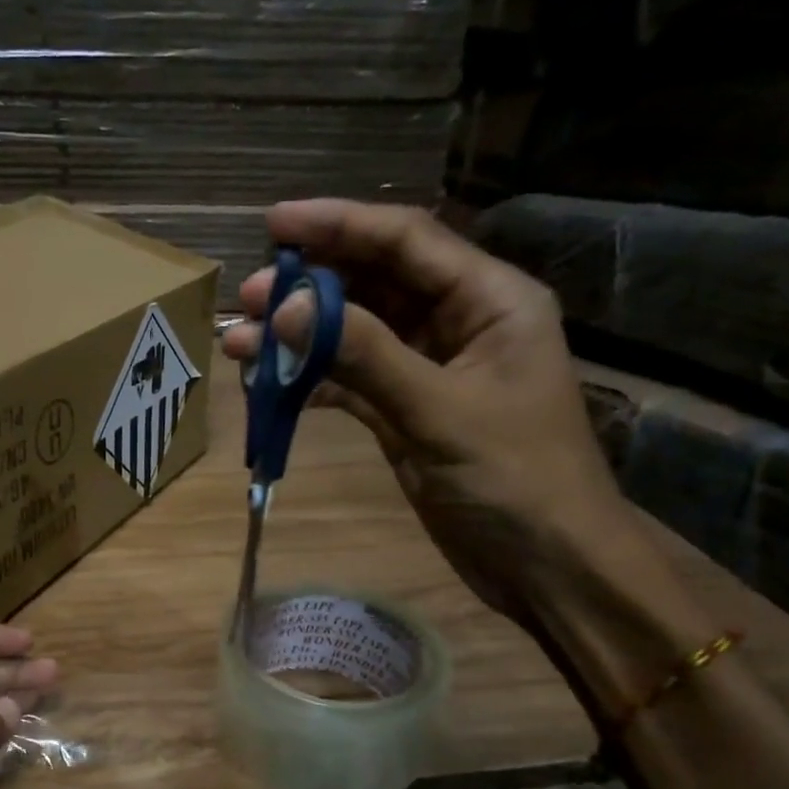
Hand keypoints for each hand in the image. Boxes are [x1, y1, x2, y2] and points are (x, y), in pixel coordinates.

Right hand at [221, 199, 637, 627]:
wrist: (547, 563)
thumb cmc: (515, 480)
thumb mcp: (440, 411)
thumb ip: (365, 355)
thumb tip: (287, 309)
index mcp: (489, 300)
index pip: (406, 241)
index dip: (338, 226)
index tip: (272, 225)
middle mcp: (458, 323)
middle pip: (374, 284)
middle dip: (309, 287)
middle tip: (246, 298)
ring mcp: (429, 370)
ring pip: (355, 336)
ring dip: (301, 338)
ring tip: (242, 344)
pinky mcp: (406, 413)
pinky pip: (351, 383)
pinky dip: (312, 383)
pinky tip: (270, 385)